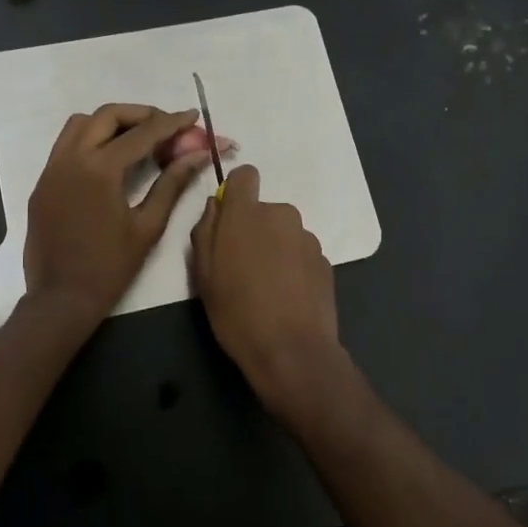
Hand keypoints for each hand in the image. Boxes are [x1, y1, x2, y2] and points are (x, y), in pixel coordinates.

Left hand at [23, 103, 210, 325]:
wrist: (61, 299)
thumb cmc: (110, 267)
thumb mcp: (148, 226)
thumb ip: (172, 184)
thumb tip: (197, 155)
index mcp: (100, 169)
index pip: (142, 133)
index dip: (171, 123)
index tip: (192, 116)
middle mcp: (71, 158)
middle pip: (108, 115)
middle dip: (140, 114)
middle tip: (166, 125)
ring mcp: (51, 169)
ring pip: (80, 124)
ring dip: (111, 123)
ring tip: (137, 139)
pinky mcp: (42, 182)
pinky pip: (66, 145)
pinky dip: (90, 140)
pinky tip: (110, 160)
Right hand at [190, 165, 344, 420]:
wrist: (292, 351)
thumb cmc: (237, 312)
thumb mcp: (202, 275)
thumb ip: (205, 231)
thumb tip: (215, 207)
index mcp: (246, 214)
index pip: (245, 175)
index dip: (236, 191)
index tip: (229, 218)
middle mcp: (281, 215)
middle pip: (264, 210)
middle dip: (253, 229)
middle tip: (241, 267)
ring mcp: (307, 237)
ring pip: (283, 232)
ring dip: (274, 248)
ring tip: (266, 287)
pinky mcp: (325, 260)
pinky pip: (301, 253)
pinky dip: (293, 266)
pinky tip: (287, 297)